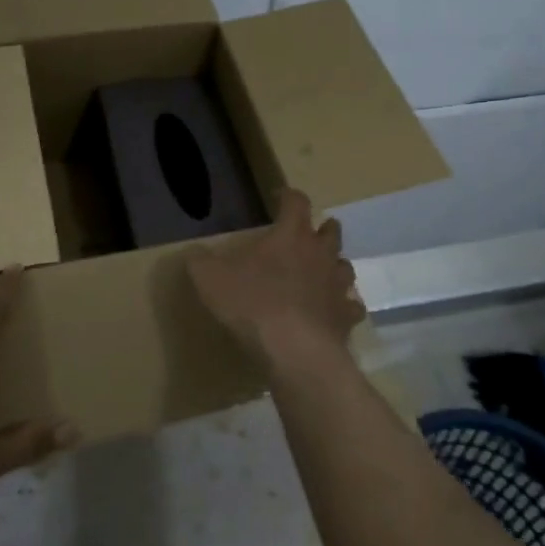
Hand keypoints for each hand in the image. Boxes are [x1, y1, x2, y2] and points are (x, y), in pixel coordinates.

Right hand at [188, 189, 364, 361]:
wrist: (294, 349)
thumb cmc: (252, 303)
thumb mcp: (210, 279)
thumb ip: (200, 261)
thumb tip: (193, 252)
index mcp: (291, 235)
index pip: (296, 202)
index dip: (288, 196)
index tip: (280, 196)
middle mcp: (320, 254)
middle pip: (330, 230)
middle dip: (321, 228)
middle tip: (307, 234)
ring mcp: (338, 285)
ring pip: (344, 266)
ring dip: (333, 266)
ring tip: (321, 273)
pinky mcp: (346, 316)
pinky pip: (351, 307)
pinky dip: (344, 307)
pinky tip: (333, 313)